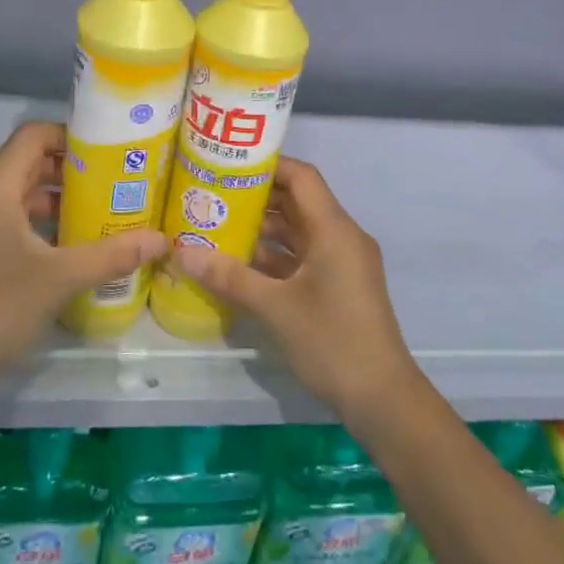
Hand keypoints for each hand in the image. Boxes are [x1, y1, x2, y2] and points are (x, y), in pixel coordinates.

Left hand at [0, 122, 167, 395]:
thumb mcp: (61, 277)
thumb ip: (113, 254)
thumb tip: (163, 240)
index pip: (33, 136)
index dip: (71, 134)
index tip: (111, 149)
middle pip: (31, 163)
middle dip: (75, 169)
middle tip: (119, 179)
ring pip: (25, 196)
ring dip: (63, 199)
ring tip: (107, 210)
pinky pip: (17, 222)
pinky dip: (48, 225)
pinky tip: (79, 246)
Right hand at [171, 158, 420, 420]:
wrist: (381, 397)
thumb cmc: (331, 341)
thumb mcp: (274, 307)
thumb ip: (229, 277)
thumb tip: (182, 253)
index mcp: (334, 230)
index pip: (302, 177)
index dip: (267, 166)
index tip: (228, 165)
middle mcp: (341, 237)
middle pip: (298, 203)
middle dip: (256, 199)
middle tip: (212, 196)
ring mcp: (342, 263)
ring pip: (299, 233)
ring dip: (262, 230)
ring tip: (217, 226)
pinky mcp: (339, 286)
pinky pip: (303, 258)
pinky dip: (275, 257)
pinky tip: (238, 265)